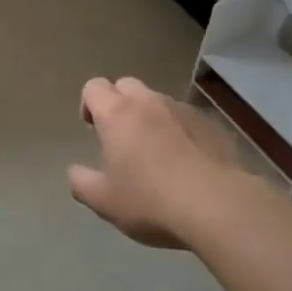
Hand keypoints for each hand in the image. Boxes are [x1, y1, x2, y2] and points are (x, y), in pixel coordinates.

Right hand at [69, 77, 244, 247]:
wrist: (215, 204)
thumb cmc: (150, 201)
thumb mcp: (103, 201)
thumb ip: (81, 182)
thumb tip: (75, 172)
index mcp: (117, 114)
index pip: (94, 87)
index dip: (89, 104)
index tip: (93, 130)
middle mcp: (148, 102)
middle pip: (126, 85)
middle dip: (119, 104)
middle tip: (122, 138)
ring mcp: (183, 109)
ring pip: (158, 101)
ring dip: (151, 117)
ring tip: (157, 152)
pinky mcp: (210, 123)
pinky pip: (187, 118)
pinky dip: (180, 131)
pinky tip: (187, 162)